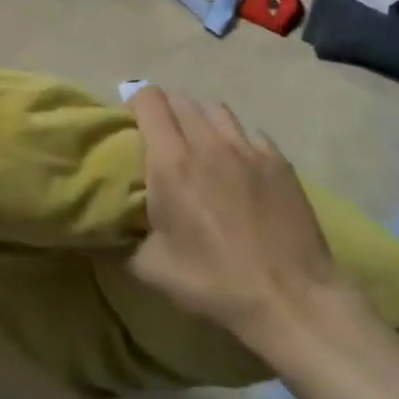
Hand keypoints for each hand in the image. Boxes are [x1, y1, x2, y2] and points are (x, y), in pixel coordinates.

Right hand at [128, 87, 350, 347]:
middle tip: (161, 136)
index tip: (130, 117)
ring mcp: (248, 148)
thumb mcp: (152, 270)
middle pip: (182, 101)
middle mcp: (209, 143)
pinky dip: (236, 139)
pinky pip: (250, 132)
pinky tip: (238, 164)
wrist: (290, 297)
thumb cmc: (214, 282)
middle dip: (166, 110)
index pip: (150, 102)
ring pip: (217, 110)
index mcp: (172, 163)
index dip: (136, 100)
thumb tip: (107, 228)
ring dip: (201, 119)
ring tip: (199, 143)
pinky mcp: (278, 160)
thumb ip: (122, 241)